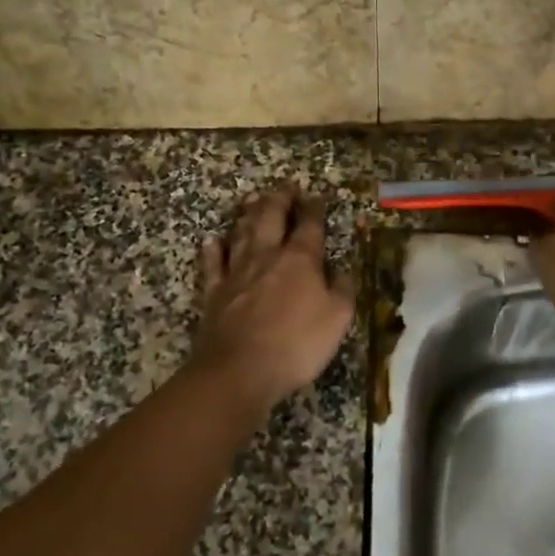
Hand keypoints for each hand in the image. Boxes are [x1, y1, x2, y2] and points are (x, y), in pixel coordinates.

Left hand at [193, 186, 355, 407]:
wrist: (239, 369)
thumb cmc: (296, 344)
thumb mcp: (337, 319)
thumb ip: (342, 290)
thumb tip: (341, 271)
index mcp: (300, 260)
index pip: (309, 225)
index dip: (314, 208)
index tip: (316, 195)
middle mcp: (267, 256)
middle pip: (271, 217)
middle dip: (279, 198)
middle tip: (284, 185)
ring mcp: (236, 272)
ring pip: (242, 233)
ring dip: (248, 213)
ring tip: (252, 198)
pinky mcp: (214, 292)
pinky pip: (212, 263)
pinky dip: (213, 249)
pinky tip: (213, 239)